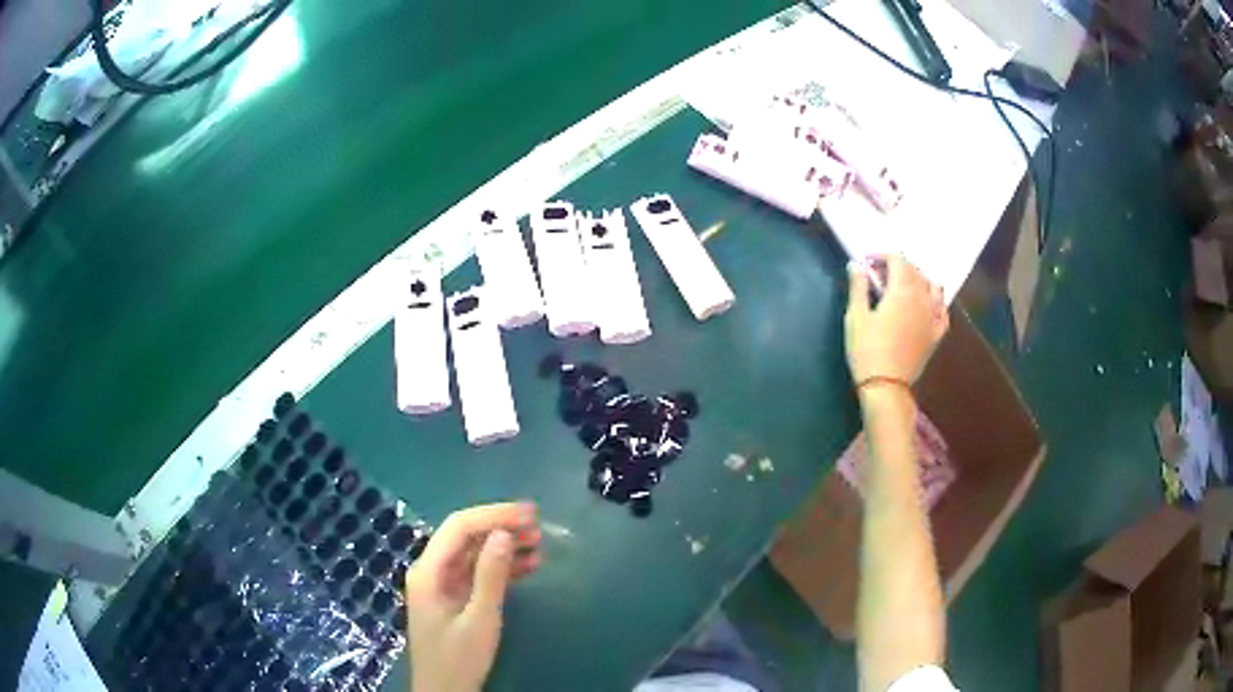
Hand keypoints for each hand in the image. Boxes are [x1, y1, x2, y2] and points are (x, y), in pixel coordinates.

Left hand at [404, 502, 541, 691]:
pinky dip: (502, 567)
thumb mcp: (480, 619)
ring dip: (504, 545)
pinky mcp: (454, 598)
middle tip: (538, 526)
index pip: (459, 527)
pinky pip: (477, 573)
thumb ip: (490, 576)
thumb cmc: (459, 659)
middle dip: (500, 526)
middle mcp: (432, 570)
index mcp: (429, 571)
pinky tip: (529, 565)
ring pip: (474, 553)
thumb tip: (504, 534)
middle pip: (465, 536)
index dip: (494, 515)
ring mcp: (442, 584)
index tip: (529, 515)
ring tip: (539, 543)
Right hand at [844, 255, 947, 387]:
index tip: (867, 261)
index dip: (882, 256)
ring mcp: (932, 317)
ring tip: (905, 285)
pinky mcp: (936, 334)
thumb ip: (858, 287)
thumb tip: (856, 265)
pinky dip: (935, 302)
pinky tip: (927, 305)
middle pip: (915, 271)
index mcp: (902, 290)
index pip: (897, 260)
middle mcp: (922, 298)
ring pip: (933, 287)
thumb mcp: (856, 316)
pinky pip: (943, 311)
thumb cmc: (867, 350)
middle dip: (897, 266)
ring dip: (919, 279)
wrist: (886, 385)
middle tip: (879, 274)